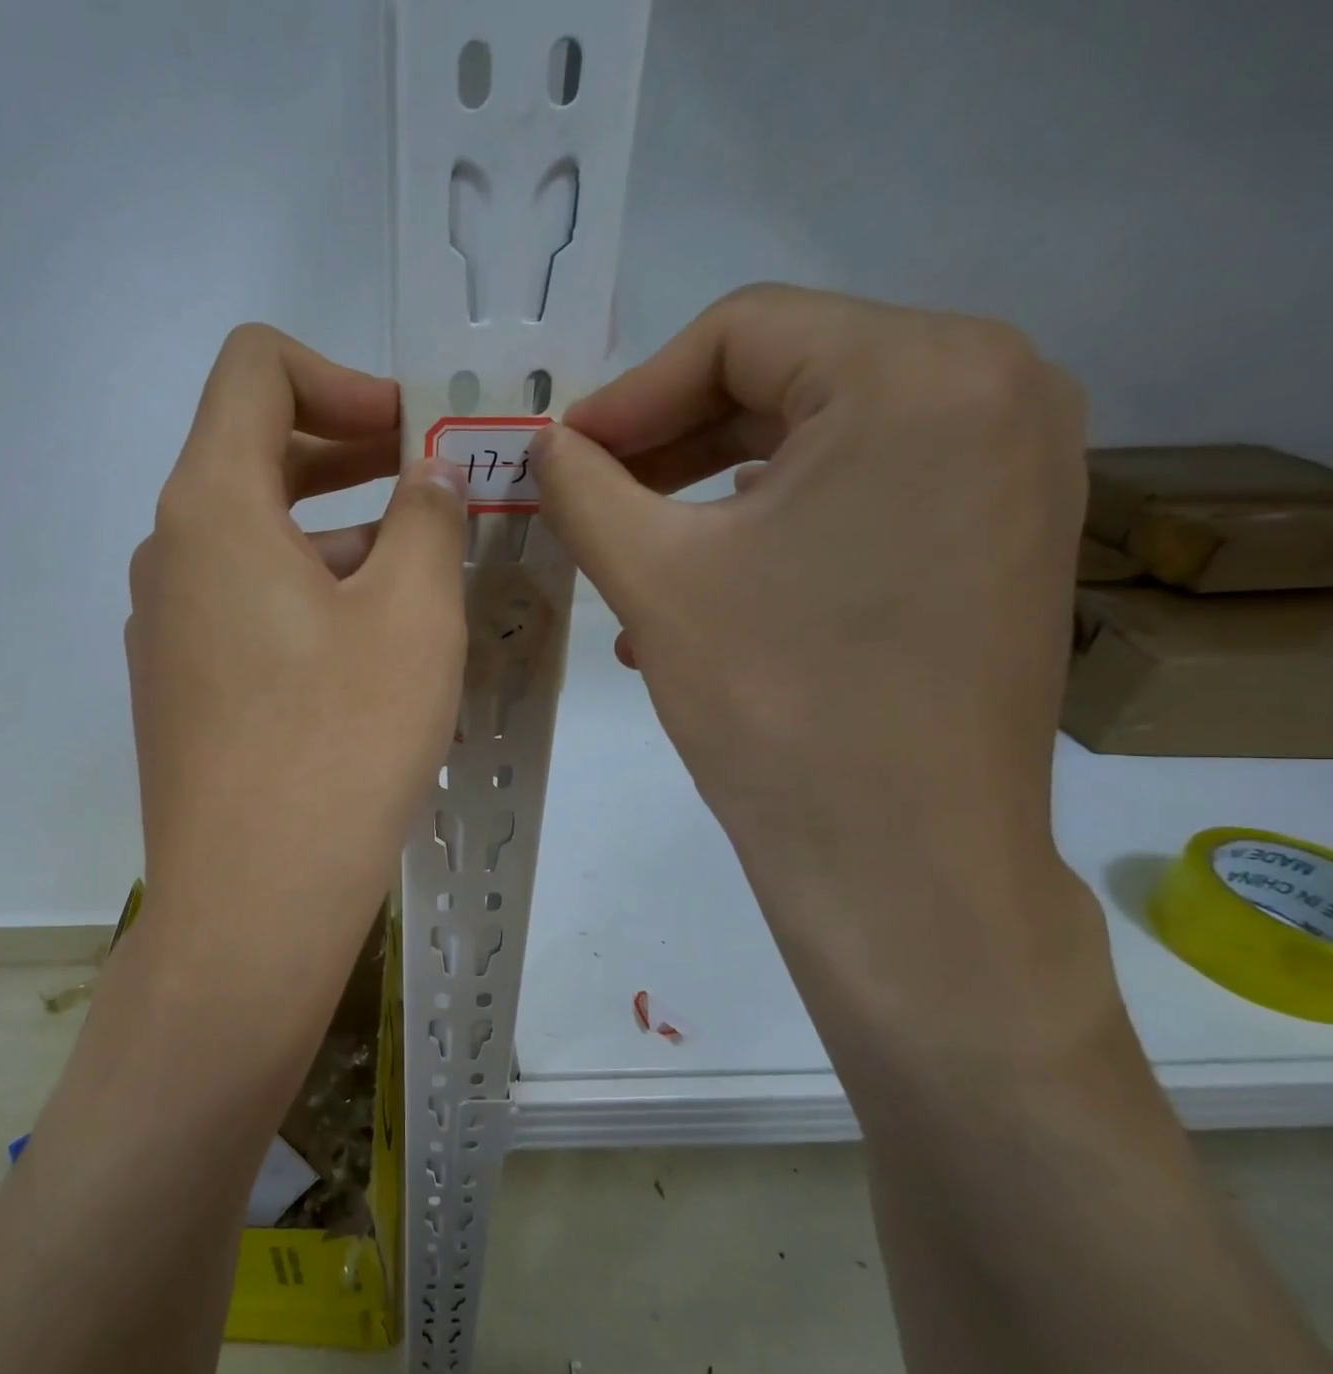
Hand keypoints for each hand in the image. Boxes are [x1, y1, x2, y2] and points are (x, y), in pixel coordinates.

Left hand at [125, 325, 466, 1001]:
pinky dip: (308, 597)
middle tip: (434, 492)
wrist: (252, 904)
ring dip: (337, 536)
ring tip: (420, 581)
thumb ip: (426, 520)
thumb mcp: (412, 615)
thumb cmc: (340, 746)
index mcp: (211, 508)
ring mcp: (166, 629)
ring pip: (255, 540)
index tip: (412, 436)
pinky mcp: (181, 689)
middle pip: (254, 454)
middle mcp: (170, 555)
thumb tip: (423, 484)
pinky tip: (368, 651)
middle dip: (351, 455)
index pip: (255, 370)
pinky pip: (245, 607)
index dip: (343, 379)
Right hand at [534, 286, 1097, 1038]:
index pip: (741, 331)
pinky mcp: (999, 538)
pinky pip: (858, 498)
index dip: (631, 392)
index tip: (561, 457)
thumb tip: (545, 444)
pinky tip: (701, 594)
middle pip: (784, 380)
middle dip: (664, 445)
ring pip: (815, 444)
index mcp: (921, 372)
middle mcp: (996, 391)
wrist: (898, 860)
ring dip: (706, 493)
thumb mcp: (653, 578)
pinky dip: (768, 530)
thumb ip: (583, 487)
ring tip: (629, 558)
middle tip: (585, 500)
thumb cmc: (774, 702)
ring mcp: (1012, 469)